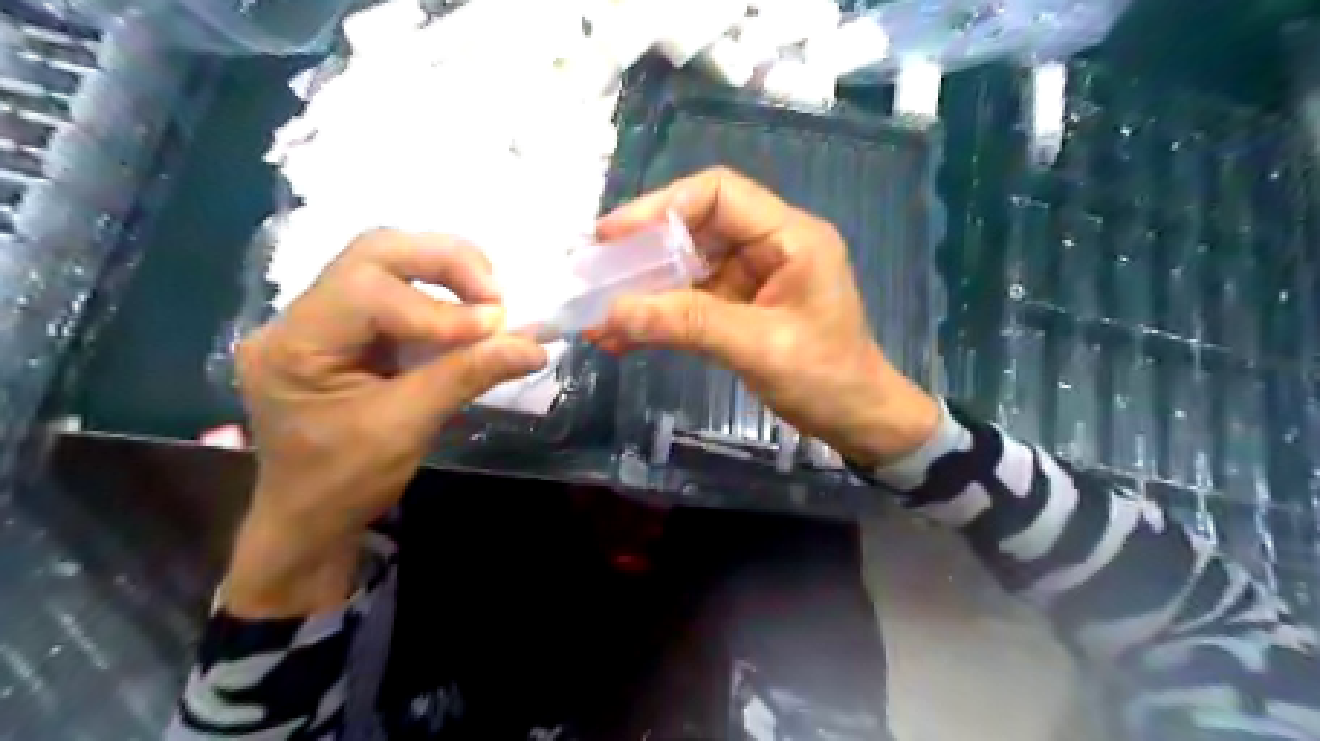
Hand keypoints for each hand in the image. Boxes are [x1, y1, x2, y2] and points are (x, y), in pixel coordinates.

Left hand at [222, 229, 544, 616]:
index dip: (437, 307)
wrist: (310, 519)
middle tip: (495, 292)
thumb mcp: (408, 428)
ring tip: (489, 298)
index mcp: (294, 344)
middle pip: (374, 253)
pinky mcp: (348, 330)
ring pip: (385, 262)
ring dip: (445, 270)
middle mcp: (299, 317)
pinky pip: (397, 290)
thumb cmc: (345, 482)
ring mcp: (322, 320)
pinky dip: (441, 293)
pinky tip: (470, 312)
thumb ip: (468, 376)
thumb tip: (534, 346)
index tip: (494, 329)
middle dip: (443, 262)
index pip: (366, 291)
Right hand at [593, 169, 943, 467]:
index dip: (661, 206)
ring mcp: (752, 279)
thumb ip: (688, 324)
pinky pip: (690, 303)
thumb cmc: (827, 378)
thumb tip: (614, 313)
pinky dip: (658, 317)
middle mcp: (768, 247)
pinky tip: (623, 337)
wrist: (857, 421)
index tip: (614, 237)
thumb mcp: (759, 347)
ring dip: (644, 291)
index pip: (718, 193)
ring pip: (686, 269)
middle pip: (695, 229)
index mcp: (789, 237)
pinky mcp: (739, 309)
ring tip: (599, 316)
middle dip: (643, 253)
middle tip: (595, 275)